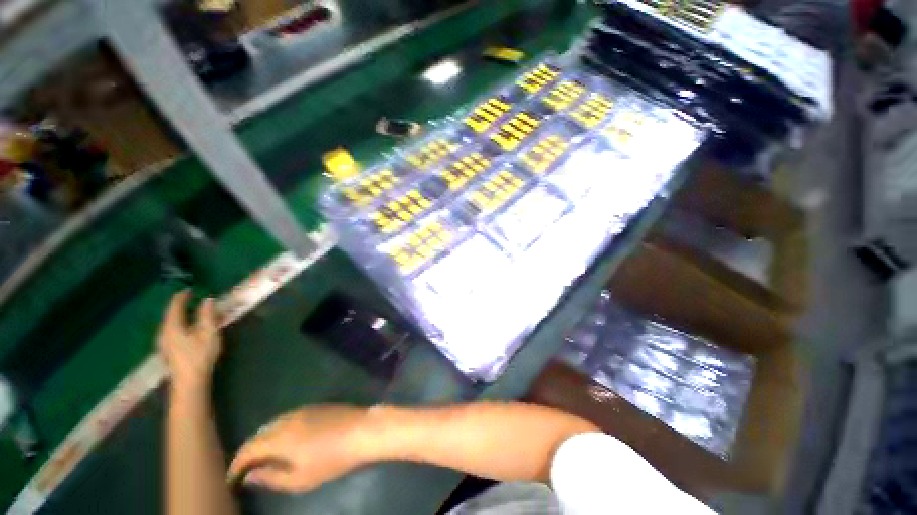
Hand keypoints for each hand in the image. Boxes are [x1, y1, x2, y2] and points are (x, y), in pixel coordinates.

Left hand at [157, 290, 222, 391]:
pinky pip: (171, 331)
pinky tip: (184, 328)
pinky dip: (178, 324)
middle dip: (179, 306)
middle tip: (189, 299)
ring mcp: (164, 343)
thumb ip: (207, 315)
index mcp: (172, 326)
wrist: (189, 382)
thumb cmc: (200, 355)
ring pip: (169, 324)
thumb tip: (208, 299)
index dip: (182, 296)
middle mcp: (164, 332)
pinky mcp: (168, 351)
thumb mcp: (208, 333)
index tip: (189, 289)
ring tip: (188, 311)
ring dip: (179, 315)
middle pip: (169, 315)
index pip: (175, 306)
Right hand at [228, 406, 370, 491]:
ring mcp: (303, 410)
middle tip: (246, 468)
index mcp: (280, 437)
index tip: (233, 478)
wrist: (361, 431)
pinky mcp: (316, 406)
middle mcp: (287, 420)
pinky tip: (285, 440)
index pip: (249, 449)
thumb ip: (271, 478)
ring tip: (263, 456)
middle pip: (260, 434)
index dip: (237, 464)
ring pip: (274, 424)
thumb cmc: (332, 459)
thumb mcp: (300, 478)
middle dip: (249, 451)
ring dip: (263, 439)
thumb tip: (251, 475)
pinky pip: (288, 417)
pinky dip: (279, 429)